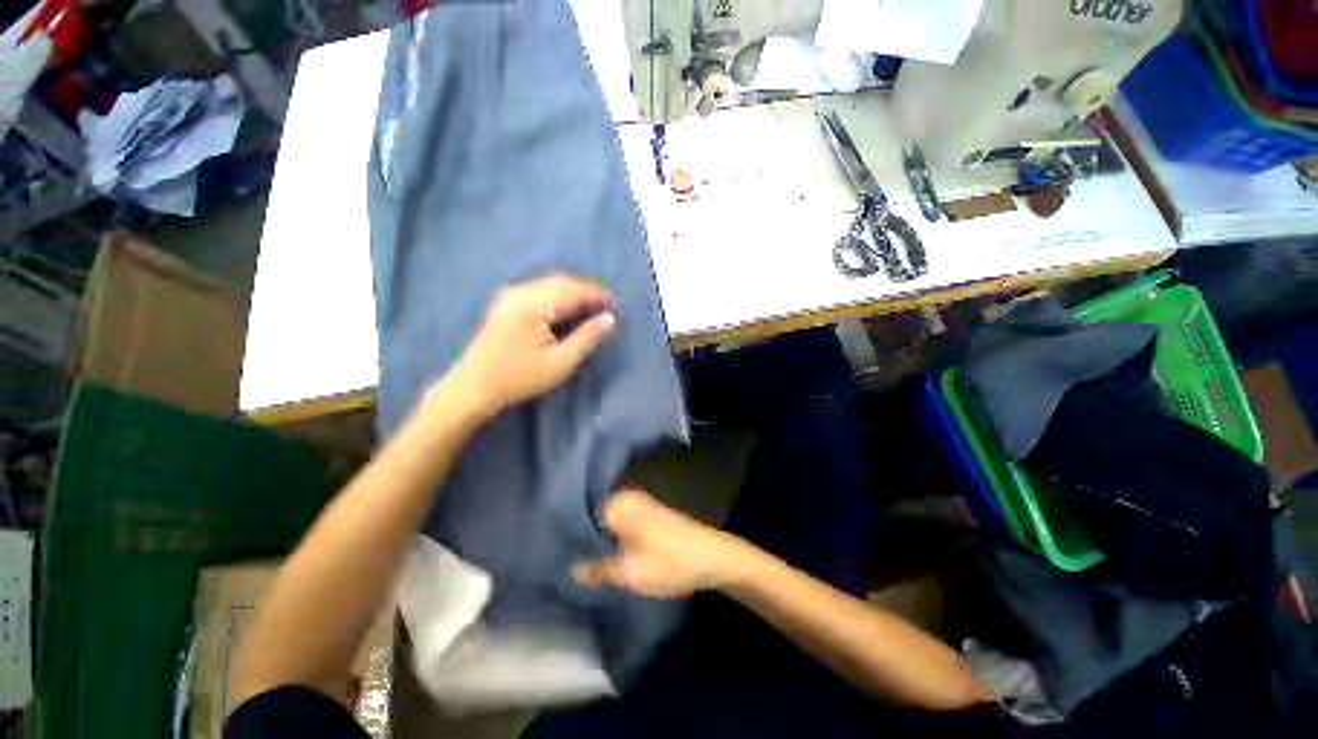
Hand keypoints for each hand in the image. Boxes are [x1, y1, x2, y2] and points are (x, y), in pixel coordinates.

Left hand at [450, 275, 615, 414]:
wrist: (473, 387)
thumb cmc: (520, 378)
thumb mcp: (561, 363)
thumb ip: (587, 338)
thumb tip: (609, 319)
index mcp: (533, 305)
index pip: (572, 291)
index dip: (596, 295)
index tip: (615, 303)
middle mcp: (520, 292)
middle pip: (560, 282)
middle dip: (585, 290)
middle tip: (604, 304)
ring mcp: (510, 296)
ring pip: (549, 284)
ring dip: (571, 292)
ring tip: (589, 306)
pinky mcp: (505, 303)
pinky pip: (538, 289)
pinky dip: (557, 295)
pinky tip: (565, 308)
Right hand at [574, 488, 752, 598]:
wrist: (712, 556)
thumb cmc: (671, 562)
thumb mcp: (631, 573)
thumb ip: (598, 570)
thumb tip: (571, 569)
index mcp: (619, 503)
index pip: (580, 514)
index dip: (568, 536)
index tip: (555, 555)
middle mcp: (626, 497)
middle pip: (593, 517)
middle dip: (582, 539)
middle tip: (565, 562)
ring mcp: (638, 505)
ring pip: (606, 522)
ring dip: (596, 540)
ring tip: (580, 562)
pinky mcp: (647, 515)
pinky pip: (619, 524)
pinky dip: (611, 538)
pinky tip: (605, 555)